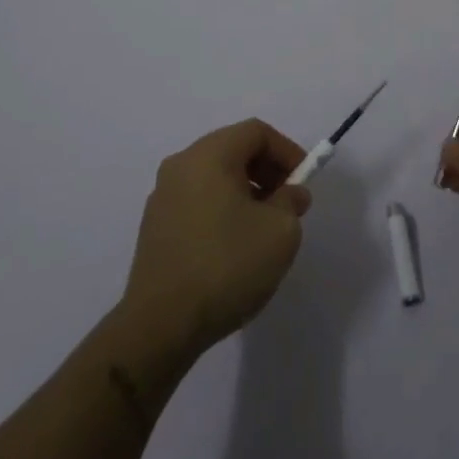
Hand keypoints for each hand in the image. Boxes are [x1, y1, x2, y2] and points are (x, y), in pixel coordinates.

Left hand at [123, 119, 313, 354]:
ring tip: (263, 228)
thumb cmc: (226, 266)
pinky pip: (197, 201)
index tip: (303, 181)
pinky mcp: (154, 227)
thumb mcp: (280, 231)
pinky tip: (233, 247)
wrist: (160, 326)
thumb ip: (291, 201)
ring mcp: (162, 196)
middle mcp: (181, 165)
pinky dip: (222, 209)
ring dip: (245, 192)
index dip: (286, 151)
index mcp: (209, 155)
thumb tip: (289, 193)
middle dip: (266, 171)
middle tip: (288, 203)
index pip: (256, 132)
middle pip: (233, 150)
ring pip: (214, 177)